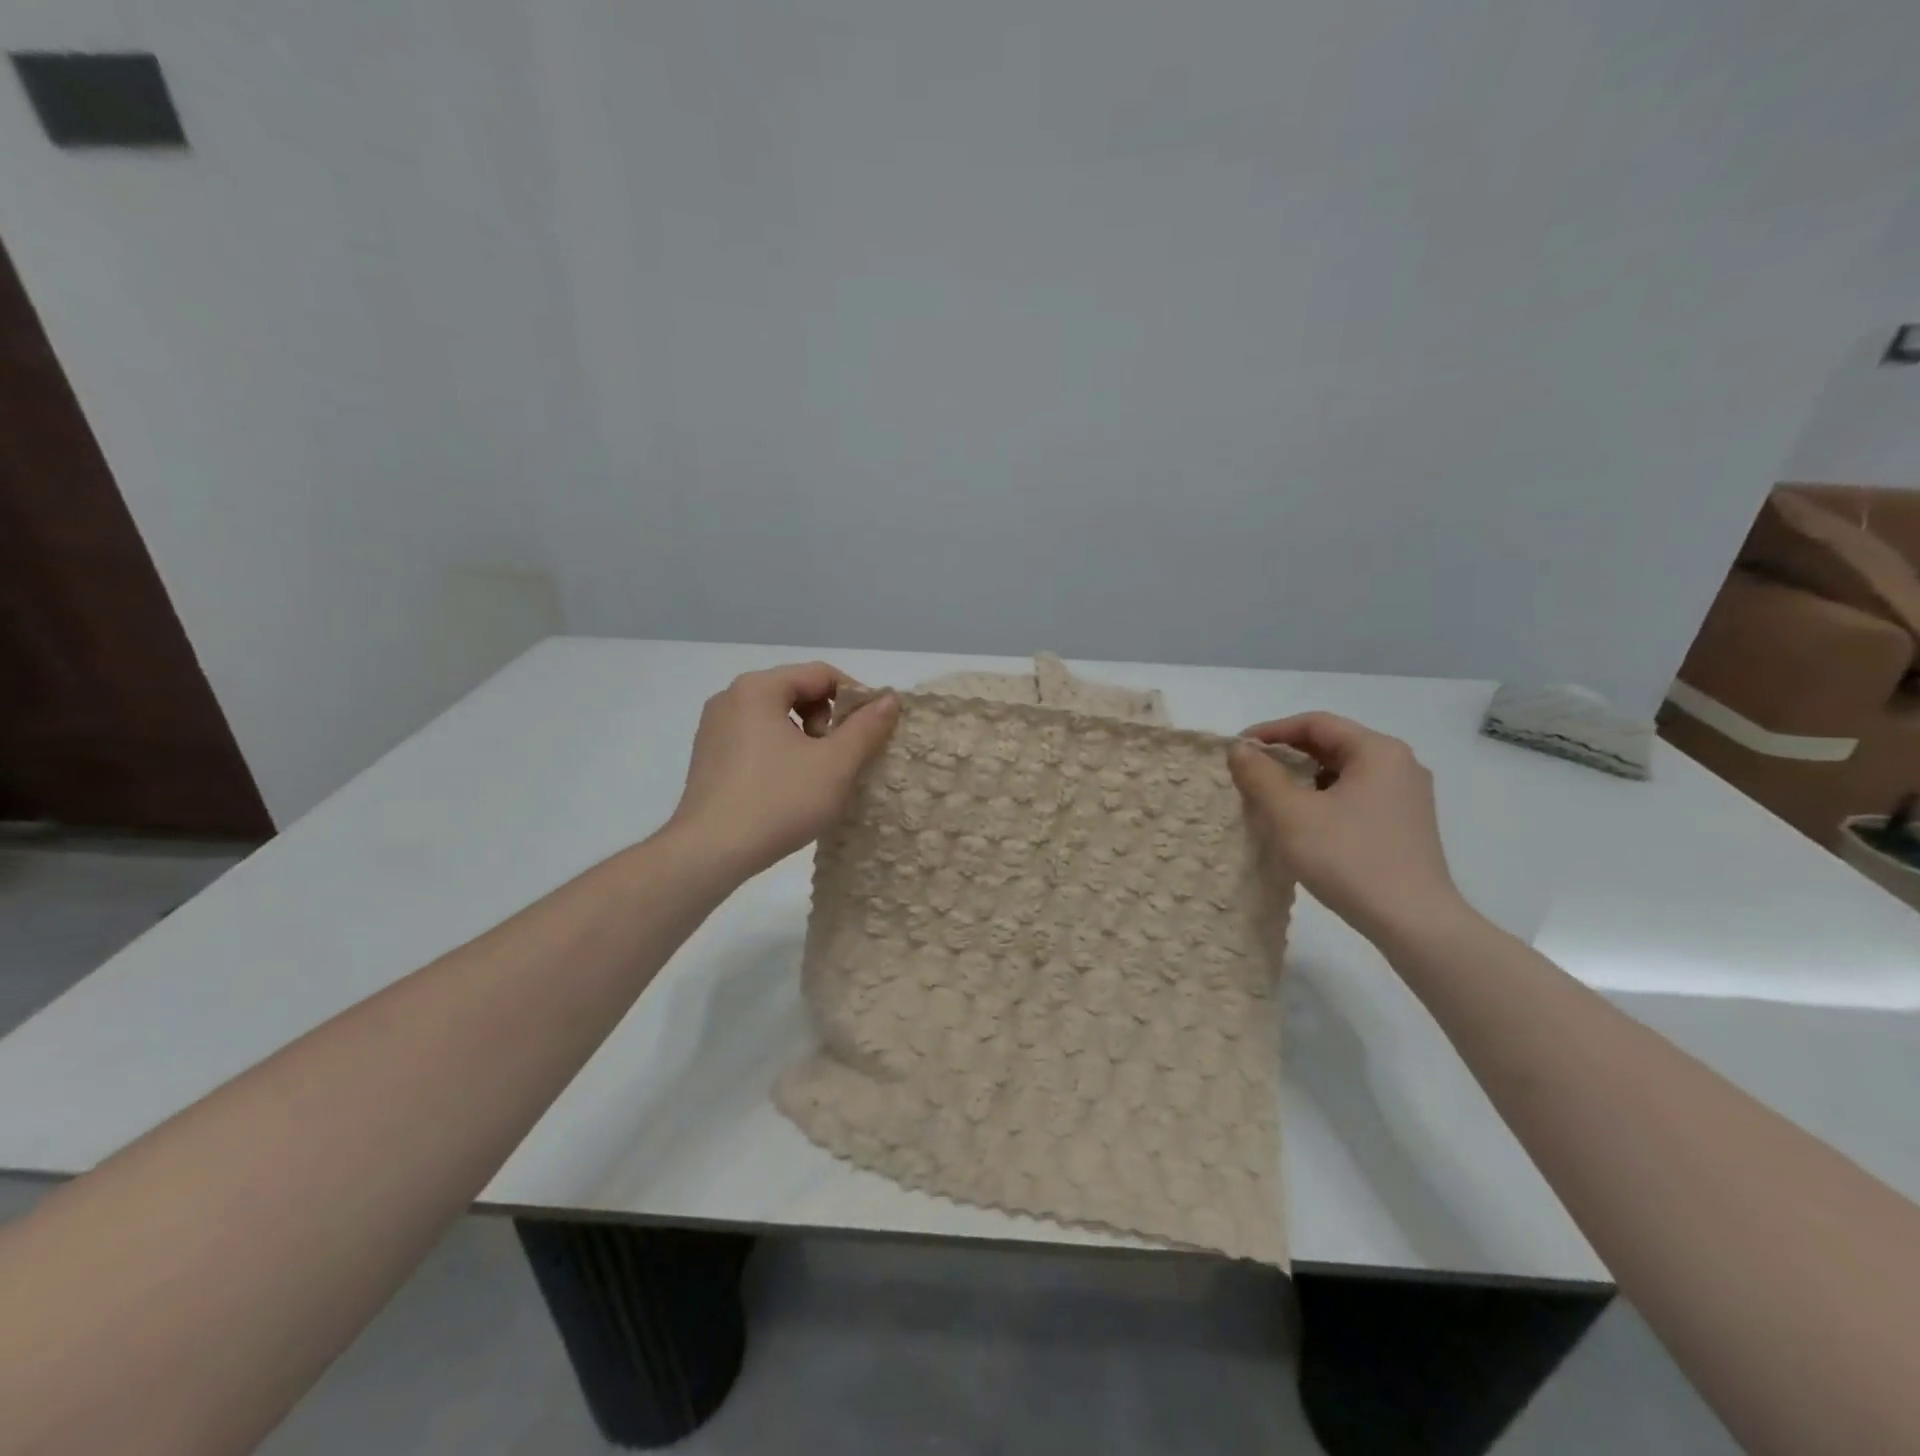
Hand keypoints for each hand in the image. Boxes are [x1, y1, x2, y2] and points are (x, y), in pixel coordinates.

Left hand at [667, 662, 898, 877]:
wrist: (710, 853)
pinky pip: (756, 738)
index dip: (856, 697)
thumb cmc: (778, 801)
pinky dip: (781, 752)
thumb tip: (890, 699)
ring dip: (807, 738)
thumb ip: (866, 727)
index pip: (821, 674)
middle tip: (839, 758)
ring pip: (777, 717)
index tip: (873, 730)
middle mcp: (731, 698)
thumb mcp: (835, 764)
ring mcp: (714, 728)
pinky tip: (788, 787)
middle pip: (797, 691)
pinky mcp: (709, 757)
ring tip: (816, 776)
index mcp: (758, 688)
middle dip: (828, 720)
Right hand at [1228, 712, 1463, 943]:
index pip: (1315, 723)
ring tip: (1269, 799)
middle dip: (1285, 756)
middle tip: (1248, 774)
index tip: (1238, 750)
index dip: (1271, 731)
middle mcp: (1399, 764)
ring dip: (1302, 779)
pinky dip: (1323, 800)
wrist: (1413, 922)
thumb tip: (1240, 749)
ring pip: (1342, 773)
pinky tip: (1302, 823)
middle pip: (1331, 745)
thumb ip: (1260, 775)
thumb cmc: (1349, 859)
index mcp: (1378, 751)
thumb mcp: (1291, 814)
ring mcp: (1406, 796)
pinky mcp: (1405, 825)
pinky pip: (1355, 796)